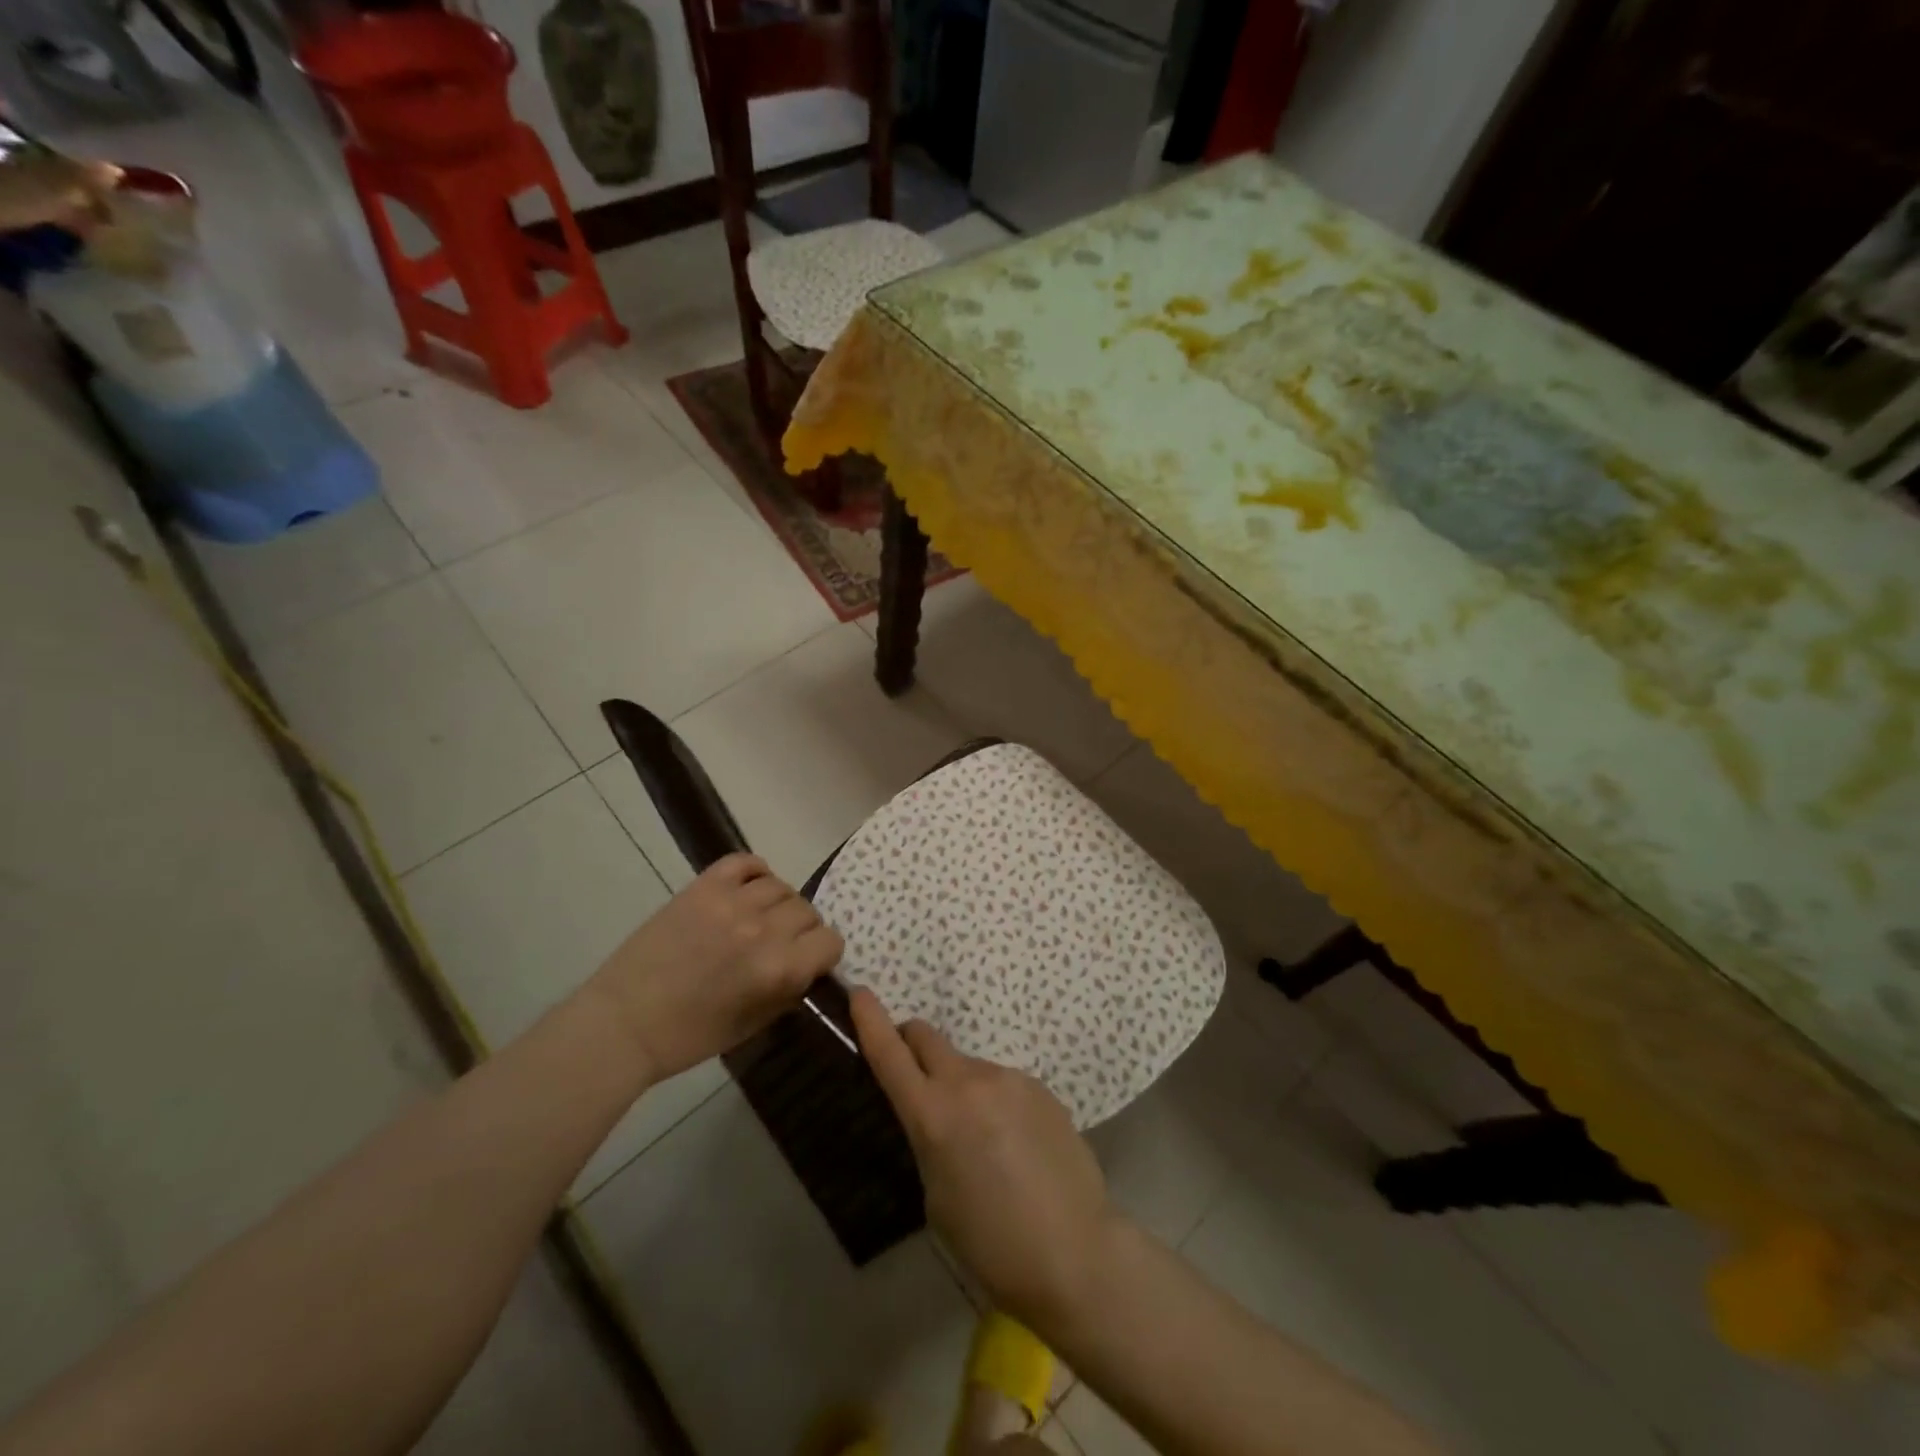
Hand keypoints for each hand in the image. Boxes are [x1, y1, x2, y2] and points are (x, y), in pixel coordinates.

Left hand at [591, 854, 842, 1083]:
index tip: (808, 961)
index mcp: (779, 969)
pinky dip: (755, 872)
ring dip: (778, 903)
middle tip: (780, 944)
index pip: (830, 941)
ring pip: (781, 886)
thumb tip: (808, 966)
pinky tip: (748, 890)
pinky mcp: (703, 887)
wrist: (624, 1023)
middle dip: (801, 930)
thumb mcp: (754, 1024)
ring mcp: (731, 903)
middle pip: (807, 911)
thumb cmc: (690, 1036)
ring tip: (759, 918)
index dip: (822, 953)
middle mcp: (763, 930)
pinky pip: (745, 862)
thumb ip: (789, 990)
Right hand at [851, 988, 1116, 1326]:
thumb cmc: (991, 1244)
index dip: (870, 1020)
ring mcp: (1009, 1078)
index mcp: (933, 1115)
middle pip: (927, 1037)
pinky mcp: (1040, 1086)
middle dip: (911, 1044)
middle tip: (915, 1075)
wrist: (1075, 1252)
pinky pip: (1002, 1083)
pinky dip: (995, 1101)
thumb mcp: (936, 1196)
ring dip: (960, 1085)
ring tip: (982, 1139)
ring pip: (967, 1065)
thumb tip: (937, 1117)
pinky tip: (1015, 1143)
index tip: (859, 992)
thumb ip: (928, 1140)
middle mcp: (969, 1082)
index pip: (890, 1053)